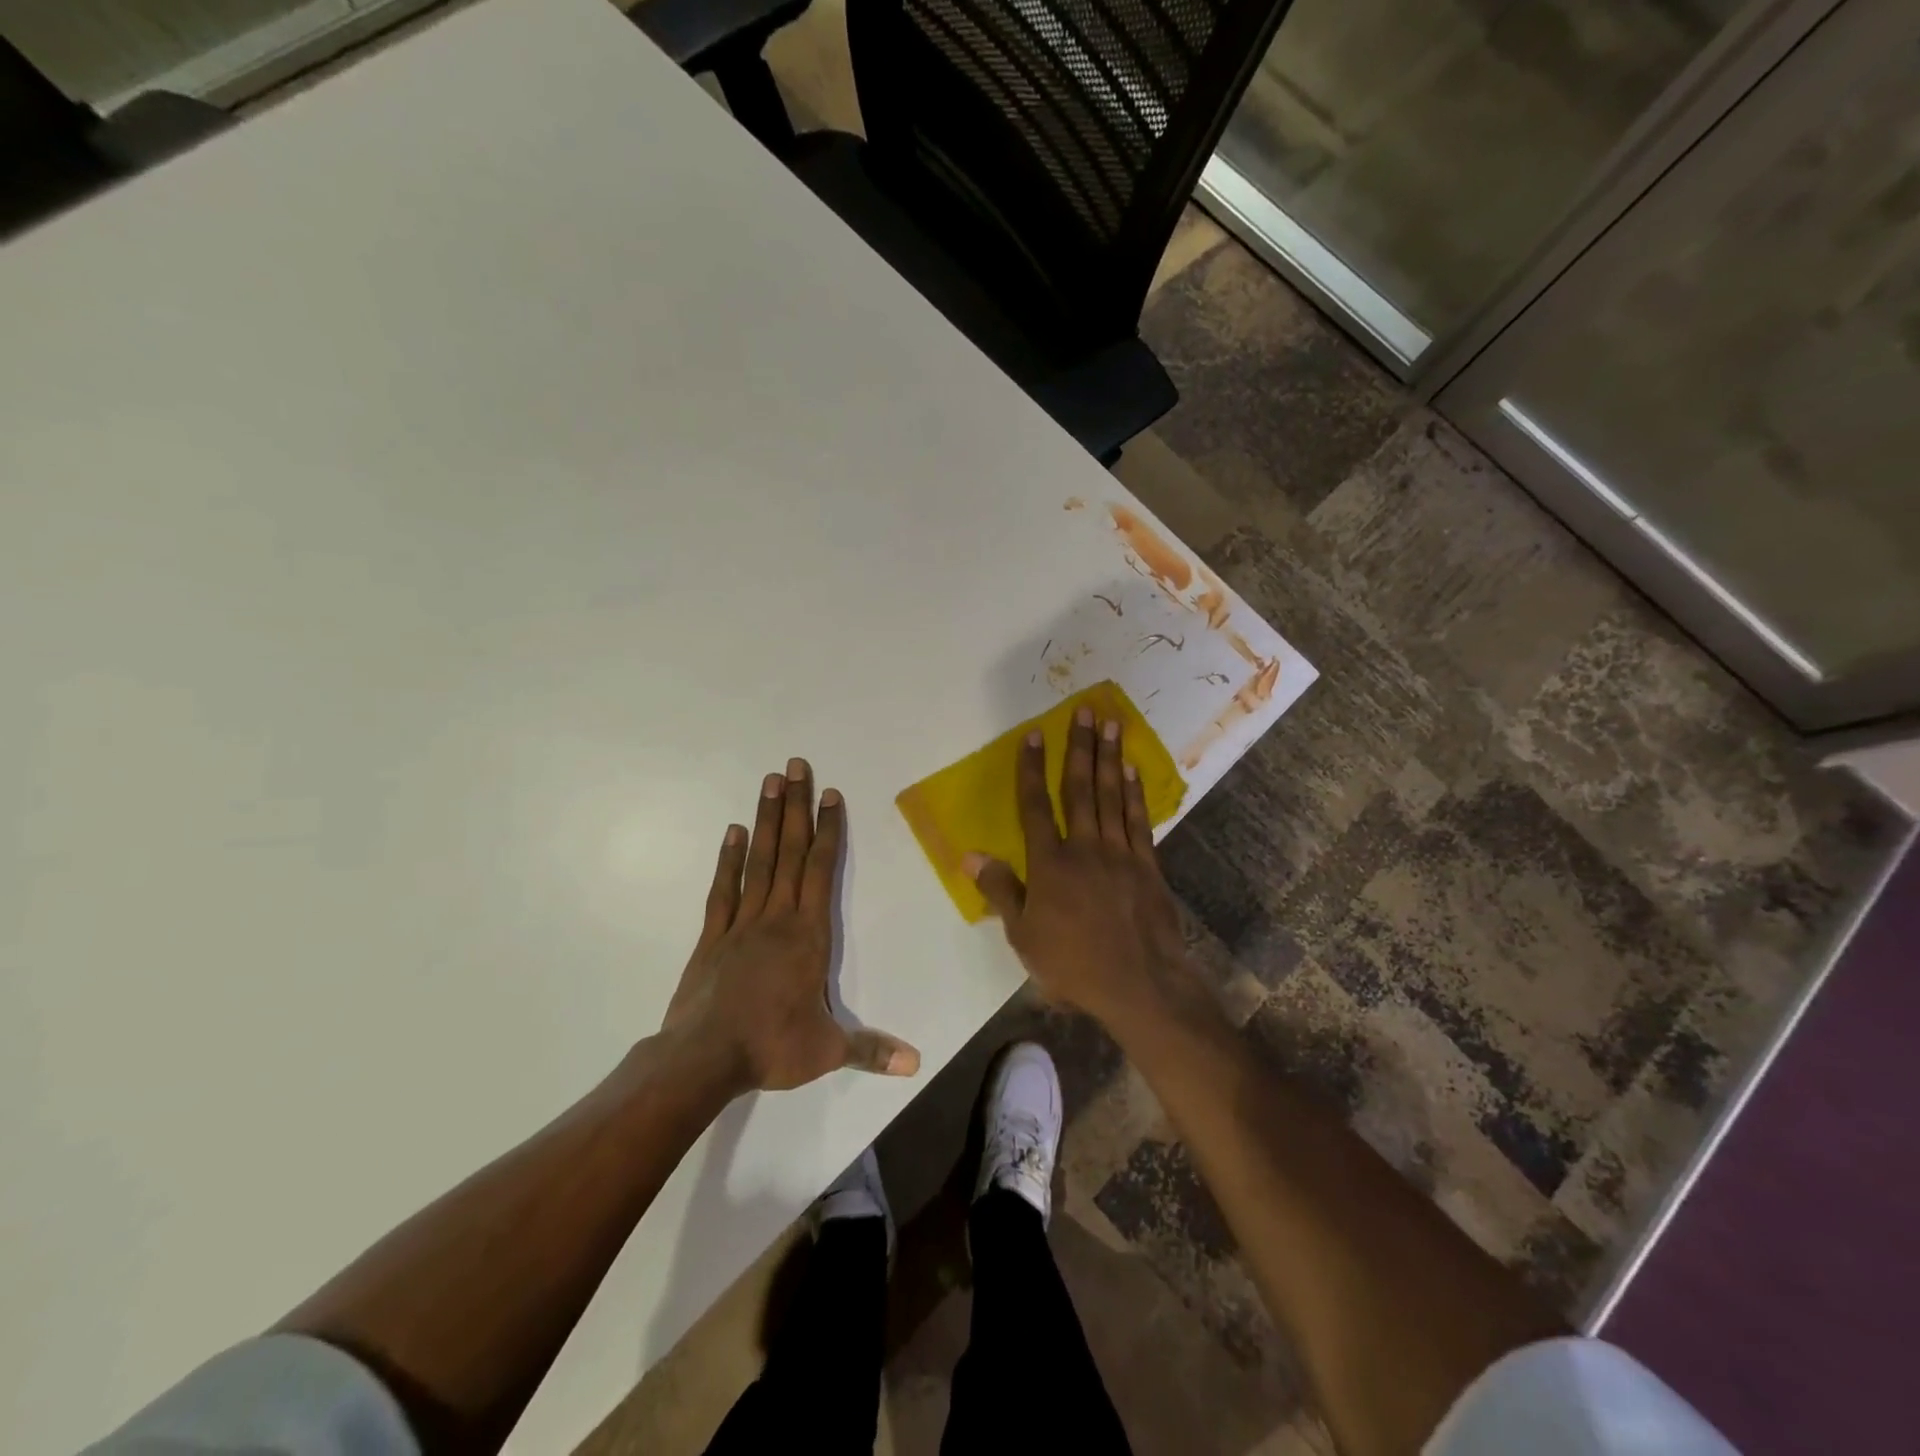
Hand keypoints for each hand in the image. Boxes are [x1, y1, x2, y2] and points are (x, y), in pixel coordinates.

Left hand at [662, 759, 920, 1093]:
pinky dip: (729, 858)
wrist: (703, 1058)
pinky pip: (724, 888)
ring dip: (766, 820)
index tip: (830, 795)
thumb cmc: (771, 1047)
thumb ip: (871, 1050)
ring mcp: (742, 922)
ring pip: (759, 861)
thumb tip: (917, 1063)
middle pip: (789, 852)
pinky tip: (733, 831)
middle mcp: (777, 917)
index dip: (827, 830)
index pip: (821, 870)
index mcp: (808, 935)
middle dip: (796, 807)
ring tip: (769, 782)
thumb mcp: (827, 1051)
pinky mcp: (713, 935)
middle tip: (796, 766)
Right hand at [964, 708, 1197, 1033]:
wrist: (1140, 985)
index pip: (1035, 806)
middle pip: (1080, 788)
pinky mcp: (1147, 865)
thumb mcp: (1023, 935)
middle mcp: (1085, 847)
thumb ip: (1000, 890)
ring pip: (1111, 796)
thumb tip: (970, 854)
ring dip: (1110, 758)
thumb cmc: (1073, 964)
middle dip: (1080, 747)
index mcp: (1050, 863)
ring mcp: (1120, 853)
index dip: (1031, 768)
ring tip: (1111, 725)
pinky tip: (1132, 770)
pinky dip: (1134, 793)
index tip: (1033, 735)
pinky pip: (1138, 820)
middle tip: (1085, 711)